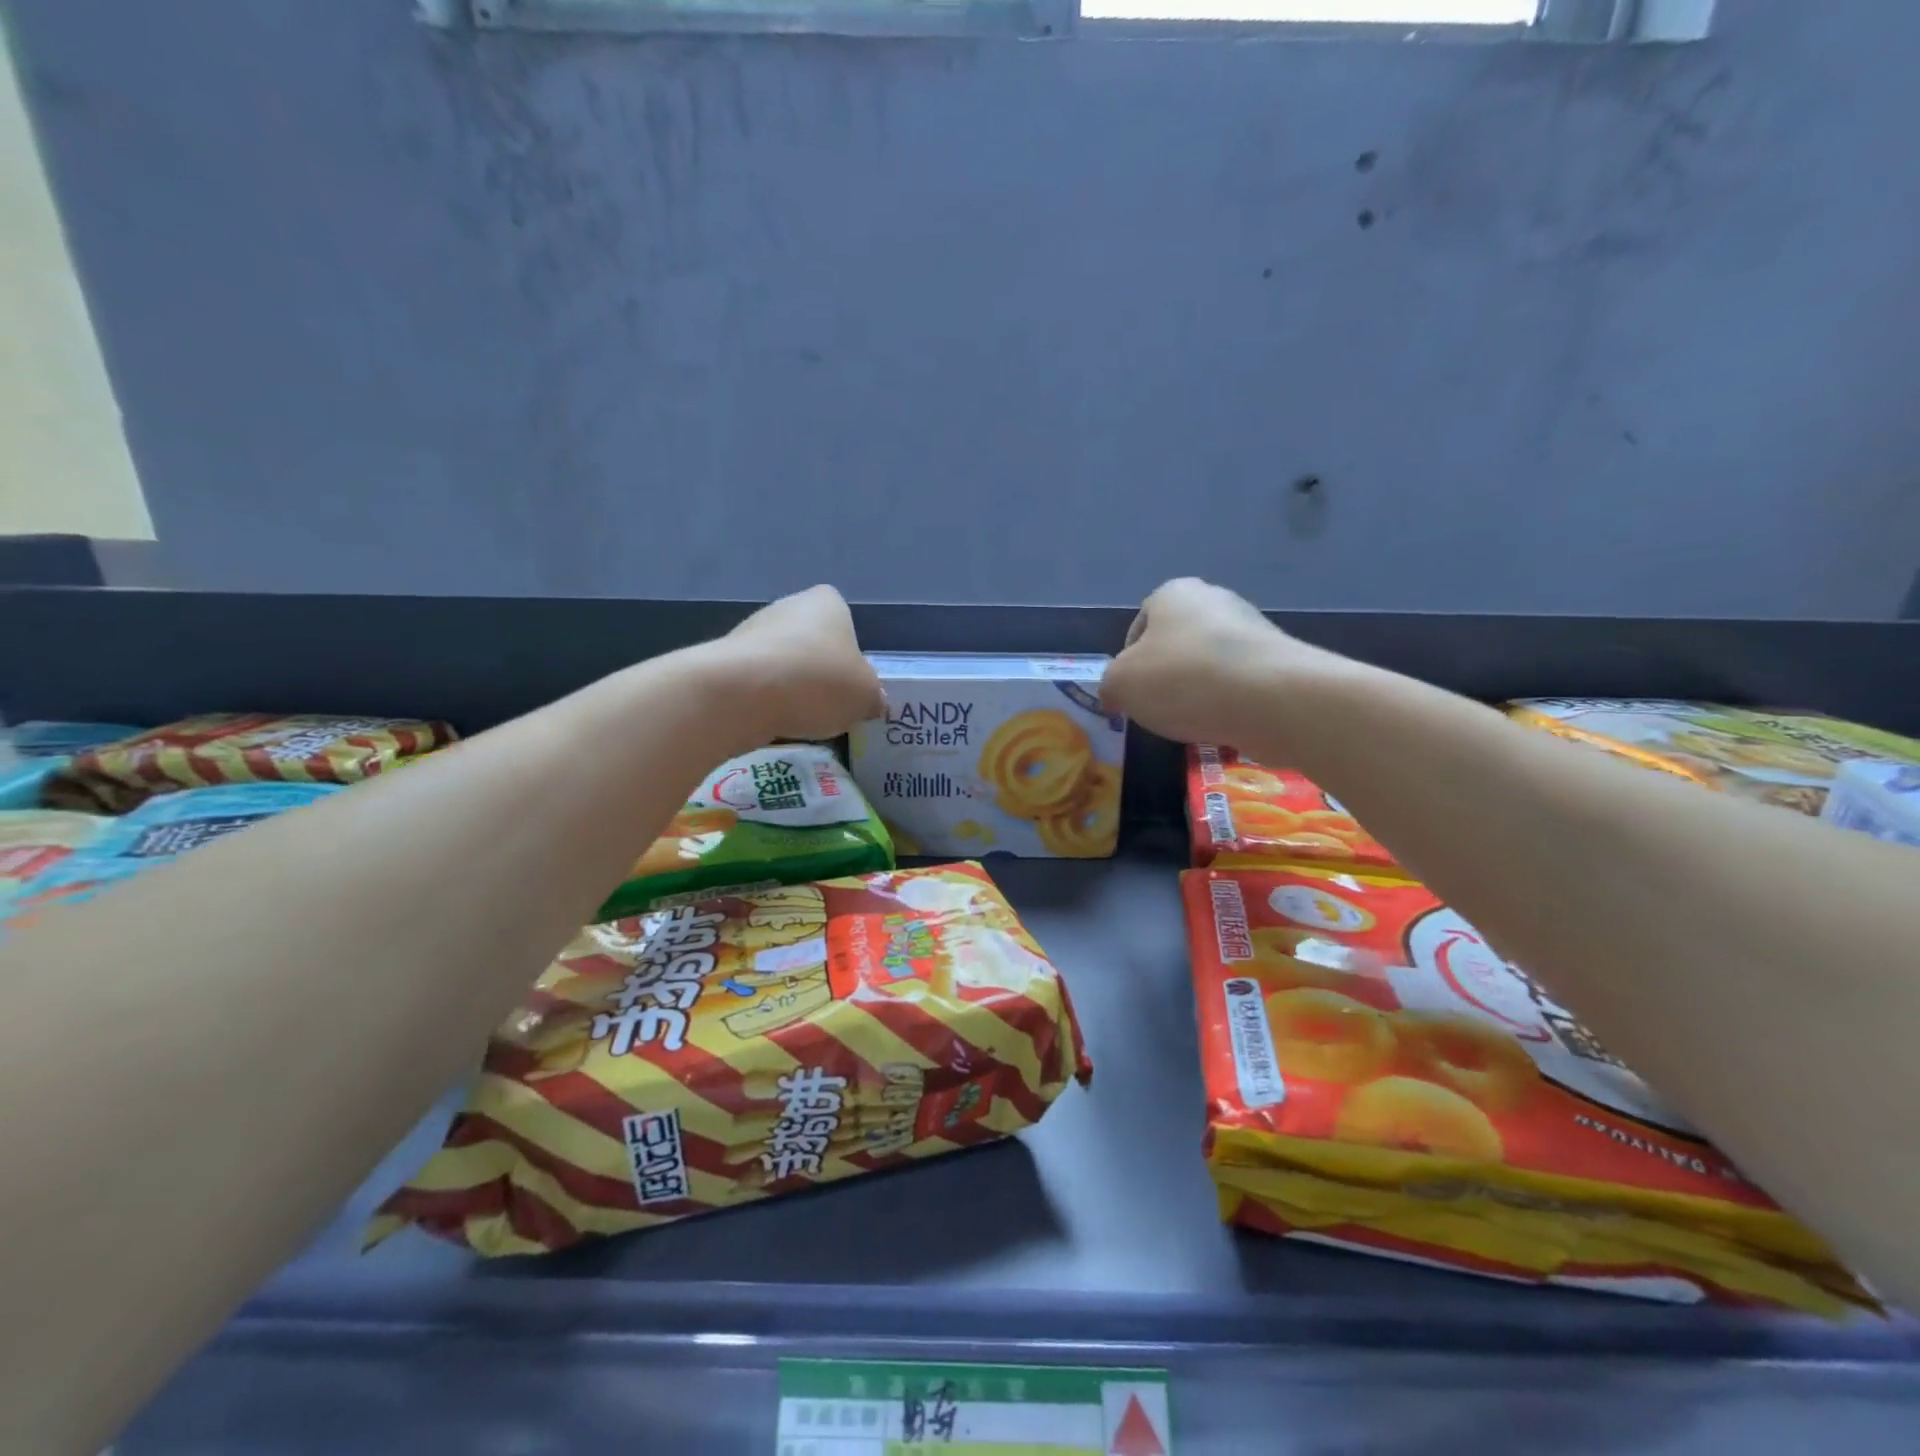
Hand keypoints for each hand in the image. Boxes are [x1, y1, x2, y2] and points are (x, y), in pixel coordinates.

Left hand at [715, 585, 885, 742]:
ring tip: (799, 719)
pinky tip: (770, 721)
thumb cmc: (818, 682)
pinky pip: (755, 682)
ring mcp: (750, 631)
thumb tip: (871, 702)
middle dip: (818, 671)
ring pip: (781, 662)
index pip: (843, 618)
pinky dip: (764, 701)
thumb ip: (872, 697)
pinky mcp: (724, 661)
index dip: (849, 650)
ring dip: (790, 687)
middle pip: (811, 641)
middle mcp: (787, 606)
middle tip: (829, 705)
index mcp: (826, 602)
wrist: (742, 694)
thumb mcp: (866, 697)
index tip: (850, 680)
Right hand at [1101, 578, 1342, 747]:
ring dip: (1197, 691)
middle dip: (1164, 676)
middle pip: (1176, 644)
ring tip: (1192, 722)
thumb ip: (1110, 686)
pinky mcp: (1280, 661)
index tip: (1130, 692)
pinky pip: (1239, 684)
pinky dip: (1228, 703)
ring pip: (1208, 665)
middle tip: (1157, 709)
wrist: (1270, 698)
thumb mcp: (1121, 684)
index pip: (1139, 625)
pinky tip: (1224, 725)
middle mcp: (1215, 600)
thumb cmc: (1182, 679)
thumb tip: (1115, 695)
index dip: (1128, 661)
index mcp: (1174, 593)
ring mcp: (1252, 629)